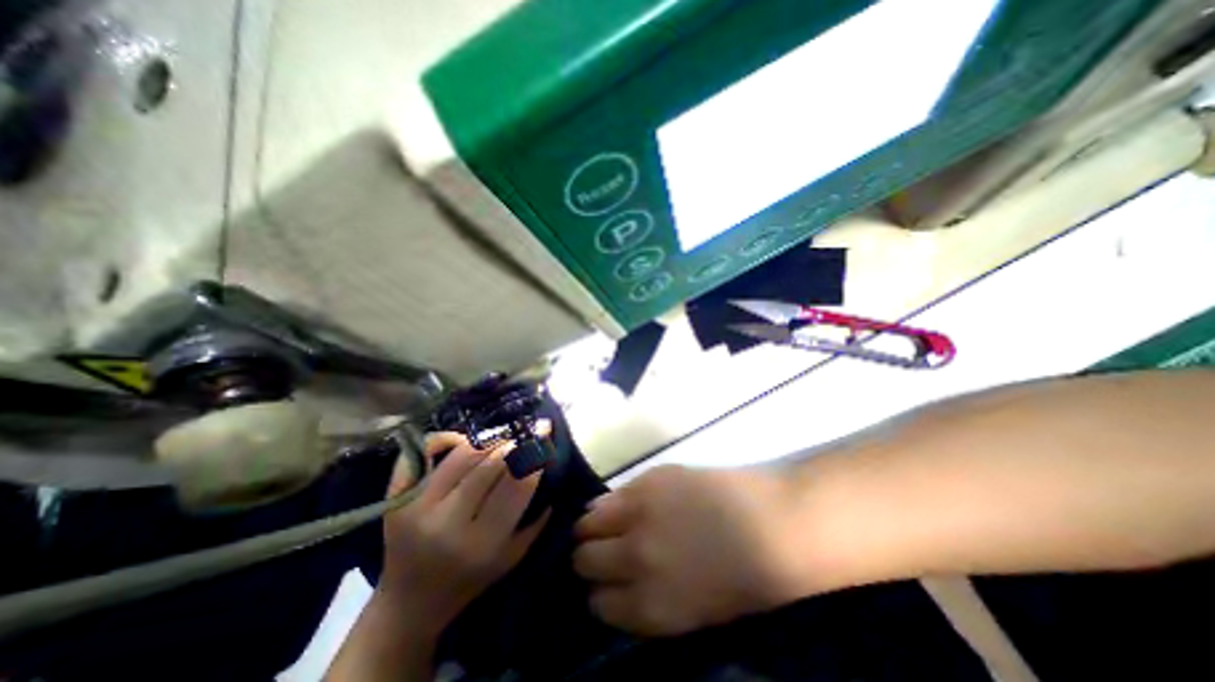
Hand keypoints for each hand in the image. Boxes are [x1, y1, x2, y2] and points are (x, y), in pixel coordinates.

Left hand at [380, 431, 551, 634]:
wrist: (409, 605)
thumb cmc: (468, 582)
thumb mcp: (511, 558)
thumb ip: (535, 520)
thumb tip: (544, 468)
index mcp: (480, 544)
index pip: (515, 486)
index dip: (532, 459)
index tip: (542, 442)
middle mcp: (447, 524)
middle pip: (489, 465)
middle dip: (513, 445)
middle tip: (525, 435)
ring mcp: (416, 508)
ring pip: (461, 455)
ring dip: (487, 441)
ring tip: (500, 438)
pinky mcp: (397, 499)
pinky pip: (419, 455)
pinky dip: (442, 439)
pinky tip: (461, 439)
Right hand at [574, 465, 815, 635]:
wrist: (771, 524)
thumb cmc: (742, 577)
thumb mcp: (691, 610)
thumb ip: (648, 599)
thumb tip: (617, 580)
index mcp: (649, 605)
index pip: (598, 603)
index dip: (599, 593)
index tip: (602, 585)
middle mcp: (635, 558)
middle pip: (585, 560)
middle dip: (587, 559)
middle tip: (598, 552)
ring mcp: (640, 513)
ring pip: (588, 522)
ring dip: (590, 527)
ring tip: (599, 525)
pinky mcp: (647, 480)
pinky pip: (610, 495)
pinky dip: (607, 503)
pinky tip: (616, 505)